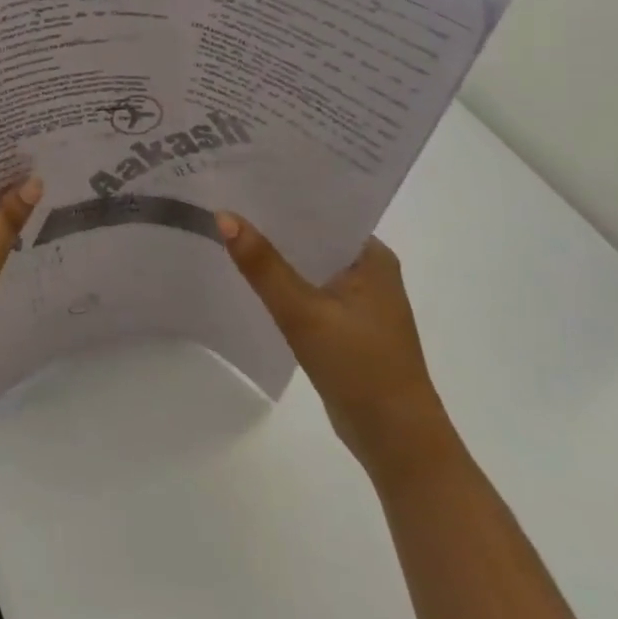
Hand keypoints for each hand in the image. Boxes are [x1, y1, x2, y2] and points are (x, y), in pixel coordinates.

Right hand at [216, 213, 459, 487]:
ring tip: (223, 226)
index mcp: (372, 258)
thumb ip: (263, 265)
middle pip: (310, 233)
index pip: (322, 209)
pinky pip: (304, 286)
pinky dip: (278, 279)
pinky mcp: (343, 323)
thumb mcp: (304, 313)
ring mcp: (357, 299)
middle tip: (220, 196)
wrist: (397, 443)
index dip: (281, 193)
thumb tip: (222, 215)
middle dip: (270, 220)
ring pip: (305, 261)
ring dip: (273, 250)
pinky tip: (244, 273)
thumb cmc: (361, 369)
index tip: (238, 175)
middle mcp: (368, 271)